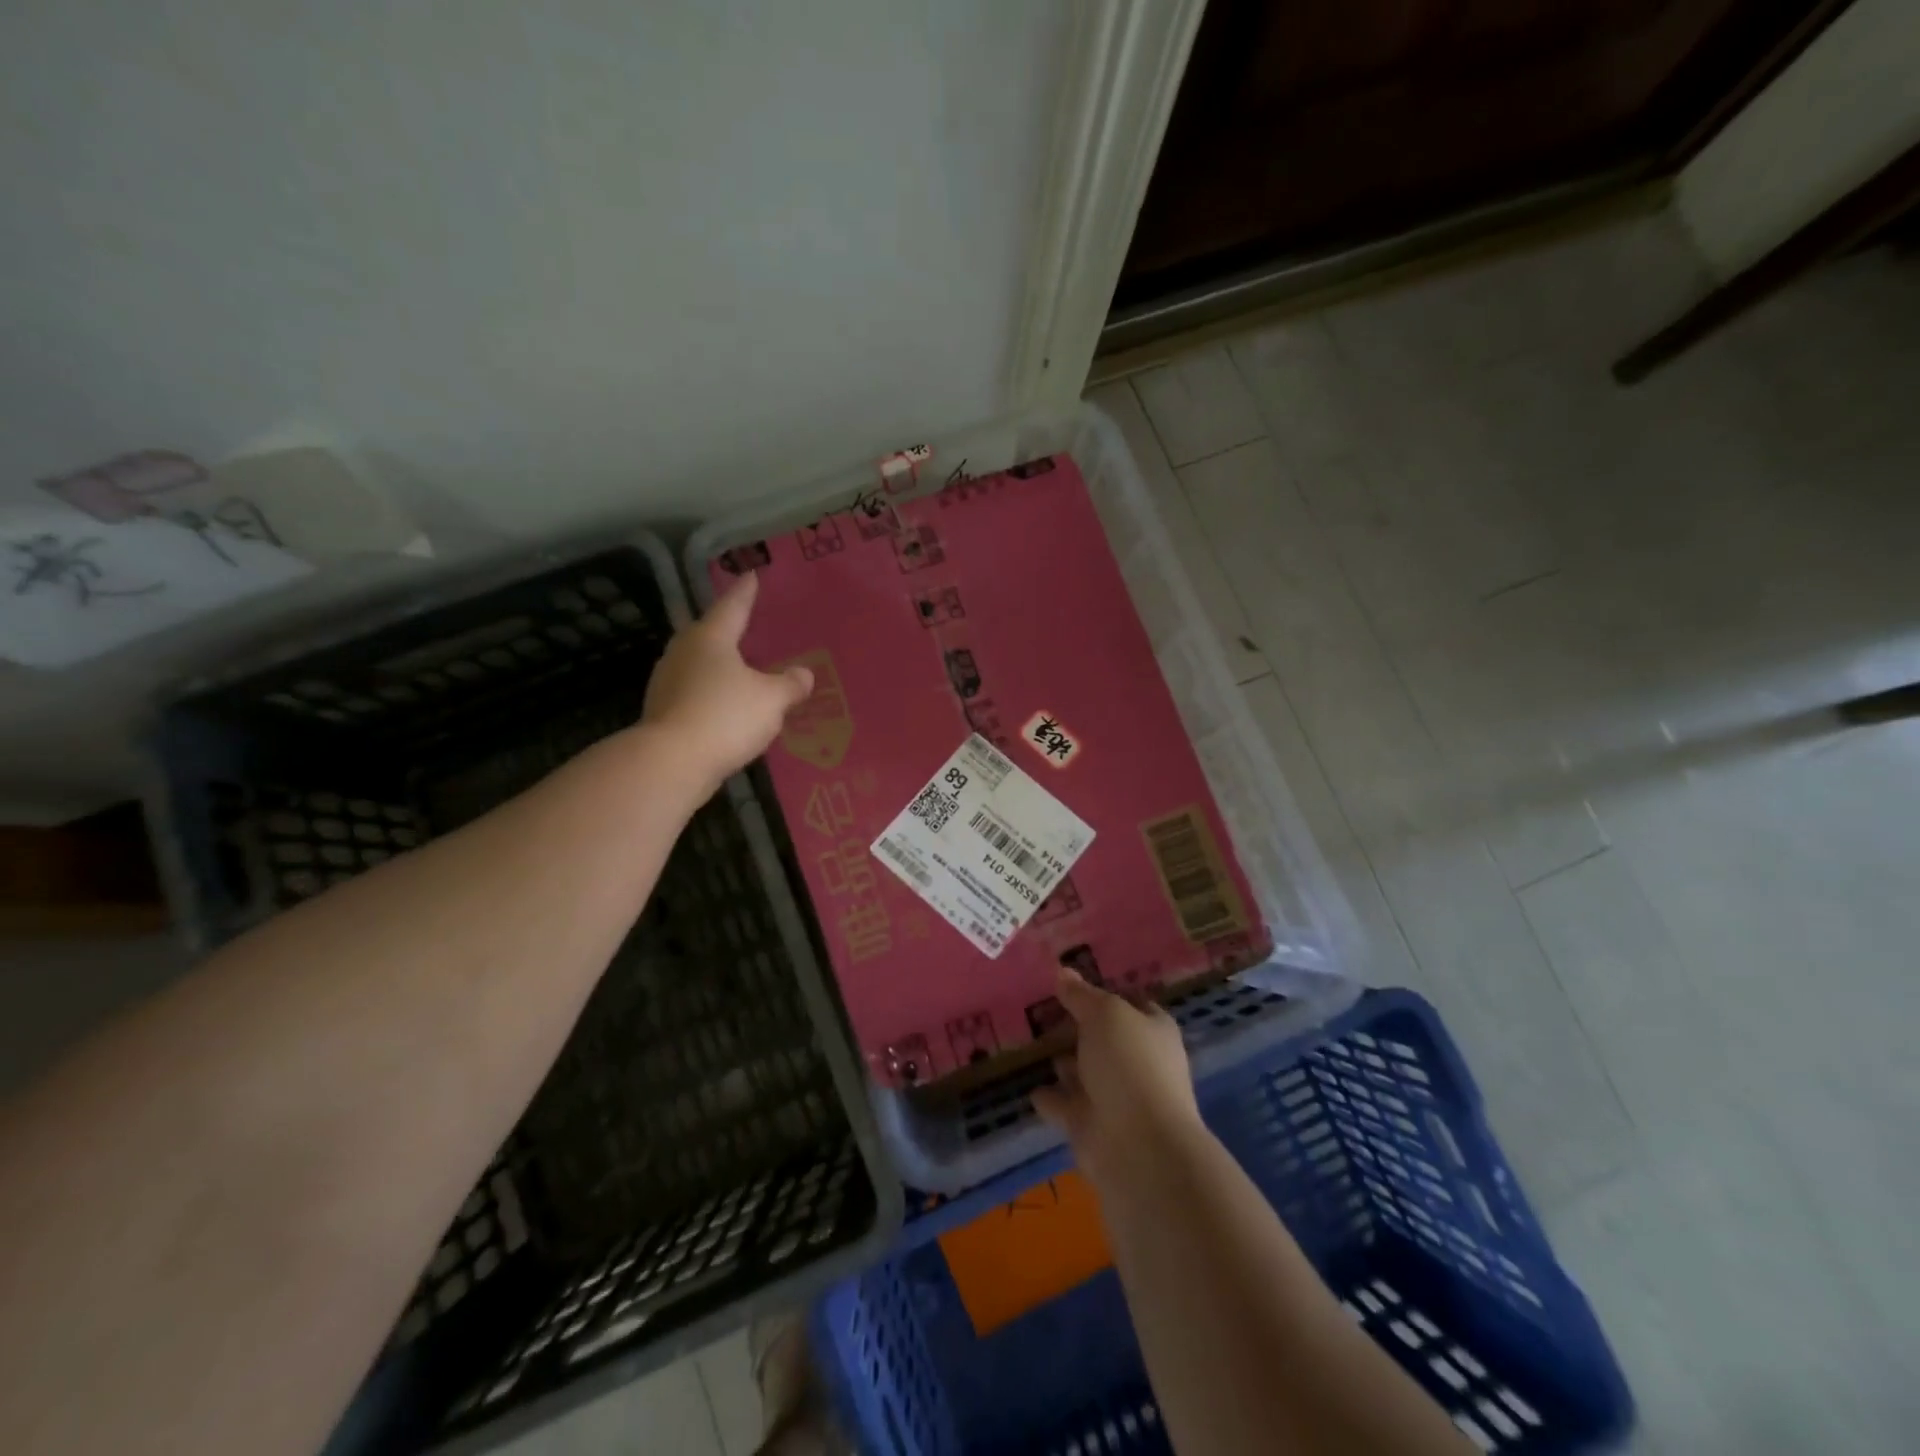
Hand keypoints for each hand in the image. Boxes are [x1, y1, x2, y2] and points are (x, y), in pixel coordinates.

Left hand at [640, 572, 813, 792]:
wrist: (671, 763)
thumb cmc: (725, 717)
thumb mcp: (771, 700)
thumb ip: (790, 685)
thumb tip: (804, 674)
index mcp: (710, 638)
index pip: (733, 606)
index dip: (745, 592)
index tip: (751, 576)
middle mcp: (684, 651)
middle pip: (709, 632)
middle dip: (727, 627)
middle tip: (745, 622)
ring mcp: (668, 681)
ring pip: (698, 662)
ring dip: (718, 662)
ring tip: (739, 665)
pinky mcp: (663, 710)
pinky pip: (694, 691)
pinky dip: (710, 691)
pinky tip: (724, 703)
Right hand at [1030, 968, 1201, 1183]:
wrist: (1138, 1147)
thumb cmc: (1130, 1065)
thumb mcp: (1105, 1015)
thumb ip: (1081, 995)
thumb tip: (1063, 971)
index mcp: (1153, 1030)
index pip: (1130, 1002)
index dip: (1105, 991)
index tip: (1072, 981)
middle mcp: (1138, 1062)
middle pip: (1104, 1038)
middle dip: (1078, 1027)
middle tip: (1041, 1009)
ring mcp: (1116, 1097)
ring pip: (1084, 1072)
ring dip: (1063, 1062)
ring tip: (1030, 1043)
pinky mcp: (1092, 1126)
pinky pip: (1065, 1105)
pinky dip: (1050, 1097)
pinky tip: (1029, 1085)